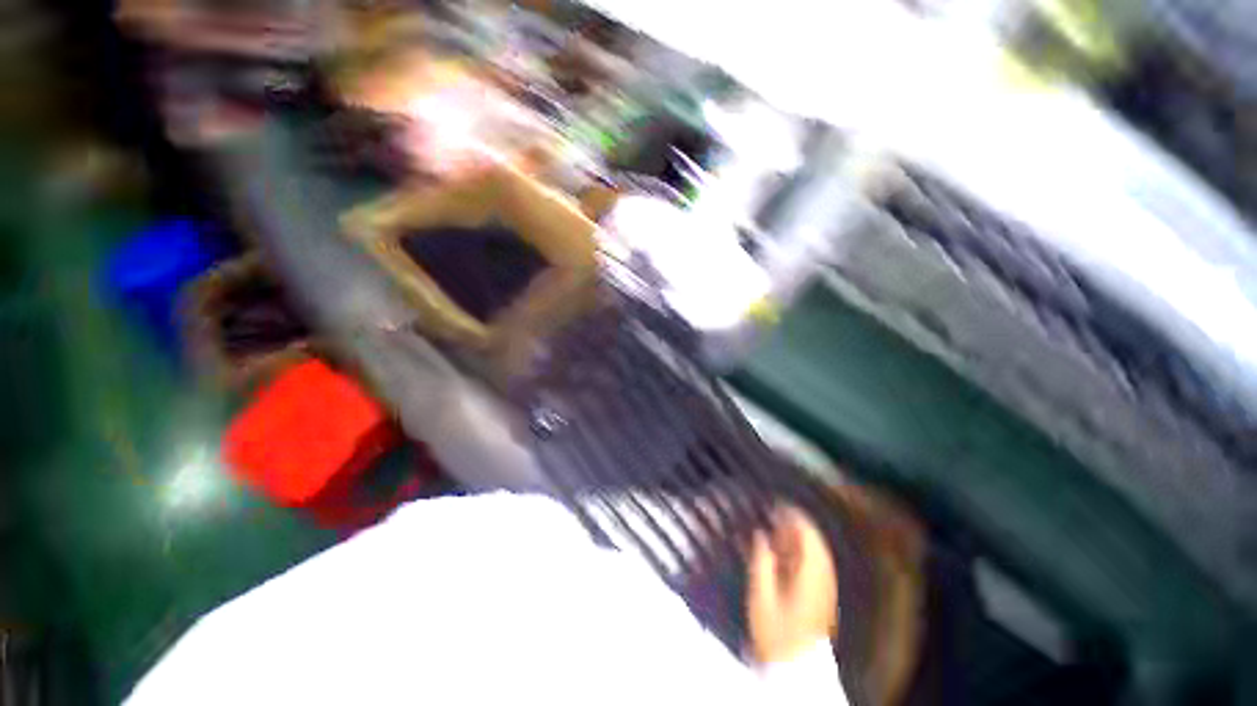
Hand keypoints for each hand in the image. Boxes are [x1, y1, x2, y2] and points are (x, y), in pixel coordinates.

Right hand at [746, 507, 838, 663]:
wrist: (797, 670)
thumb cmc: (776, 632)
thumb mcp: (761, 595)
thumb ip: (761, 560)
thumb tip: (760, 534)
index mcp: (809, 573)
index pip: (807, 534)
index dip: (792, 515)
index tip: (775, 504)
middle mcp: (821, 577)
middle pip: (812, 541)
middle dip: (793, 524)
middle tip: (772, 516)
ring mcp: (823, 588)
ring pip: (813, 552)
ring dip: (794, 538)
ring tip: (773, 532)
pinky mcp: (821, 597)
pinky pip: (812, 565)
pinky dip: (797, 553)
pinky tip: (781, 554)